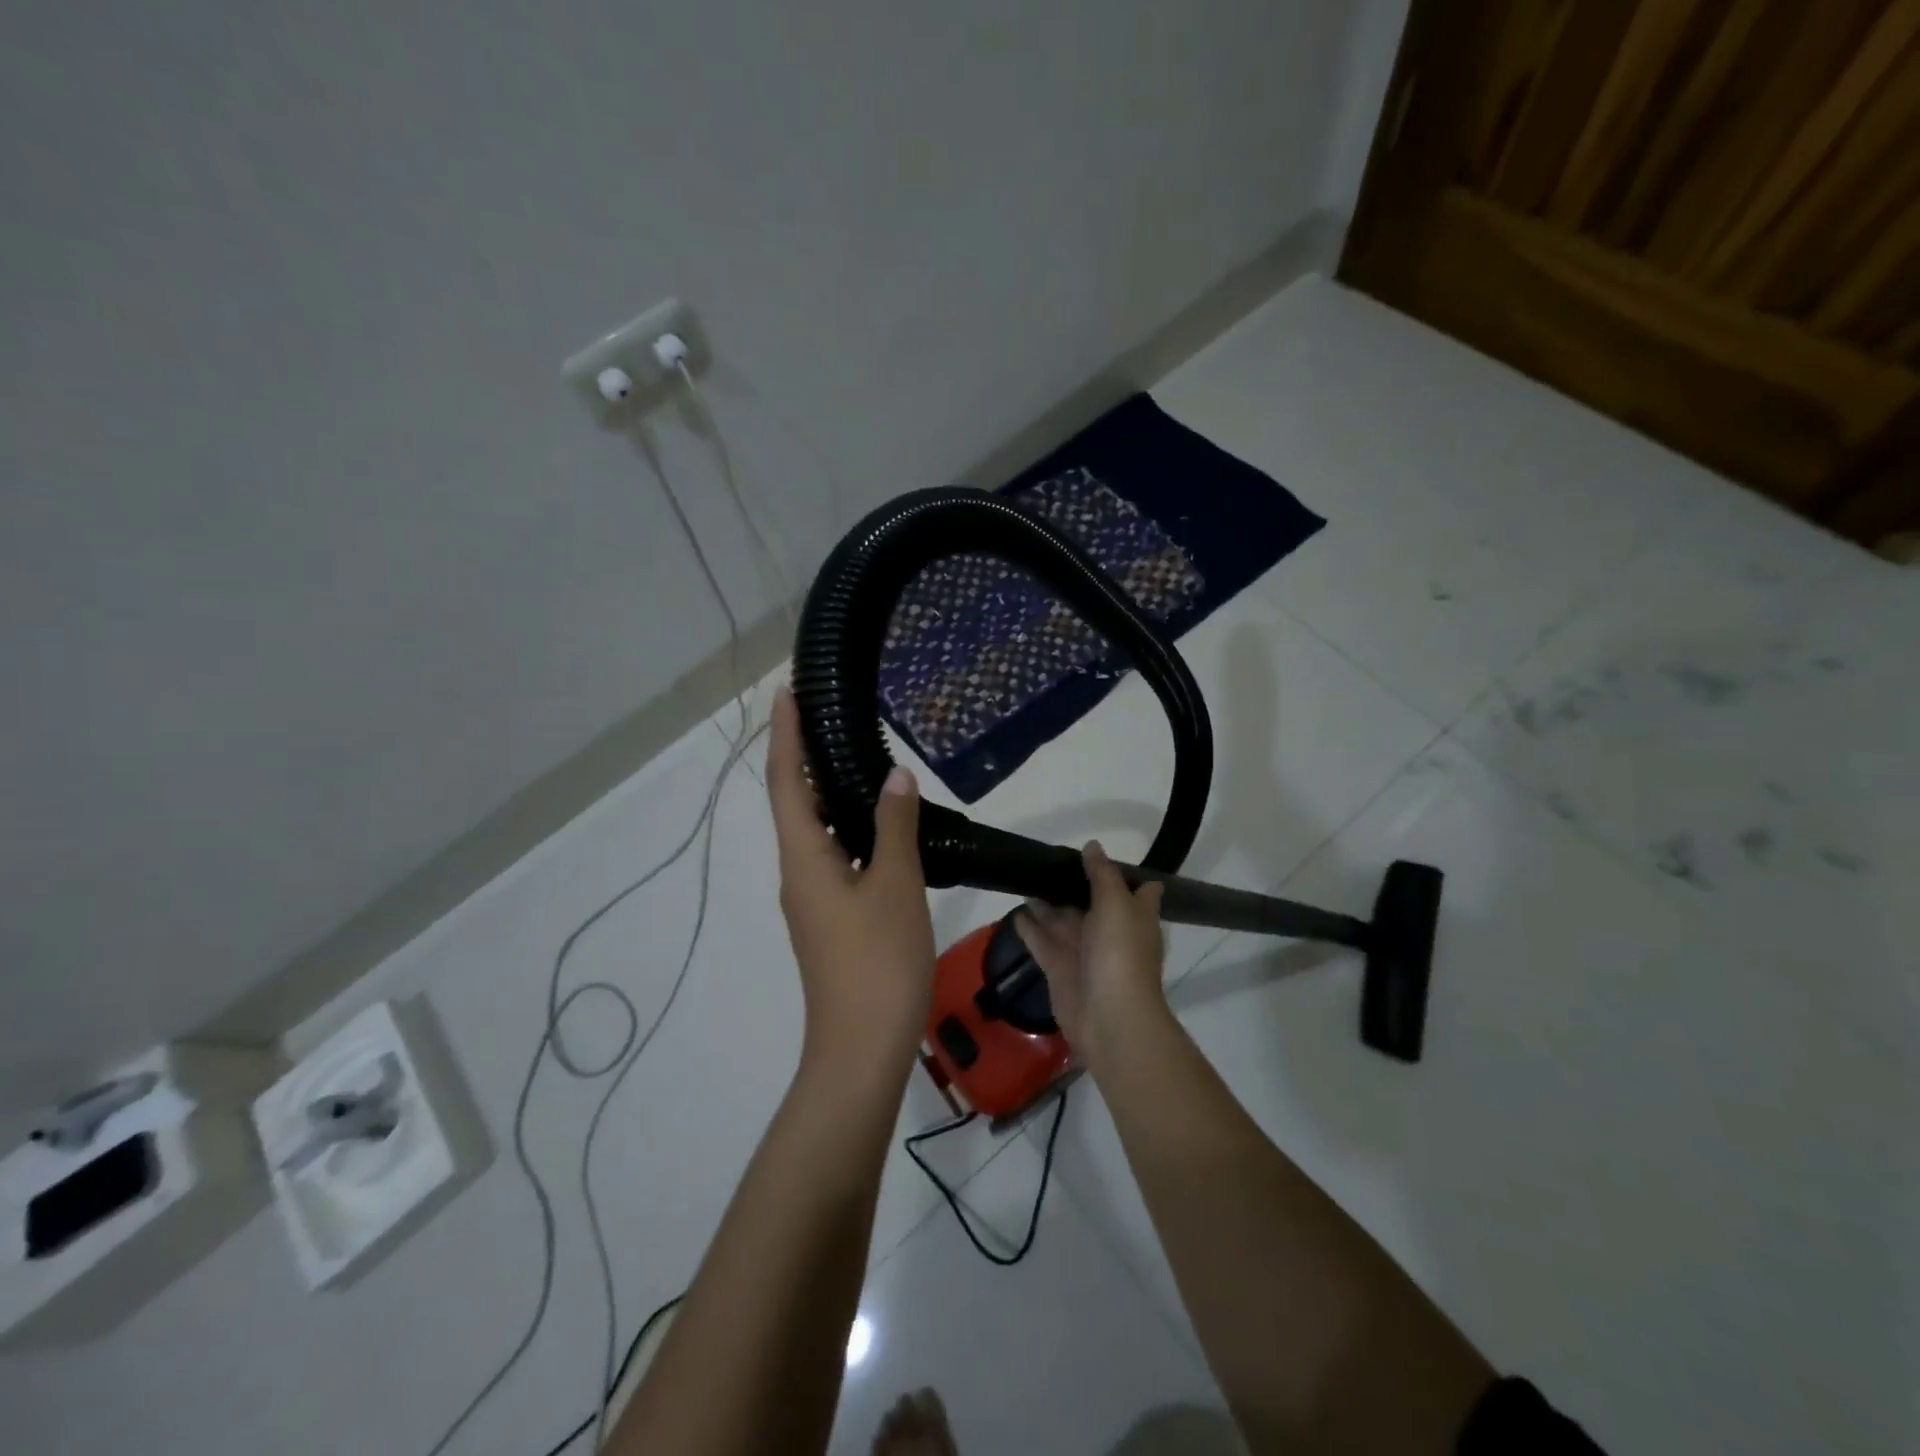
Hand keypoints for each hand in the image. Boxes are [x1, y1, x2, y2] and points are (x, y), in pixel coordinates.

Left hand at [767, 686, 934, 1089]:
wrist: (862, 1048)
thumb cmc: (877, 962)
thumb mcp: (894, 887)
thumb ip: (894, 827)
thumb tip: (895, 777)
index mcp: (804, 858)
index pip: (788, 781)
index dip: (786, 735)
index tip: (787, 691)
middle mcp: (798, 871)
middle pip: (794, 801)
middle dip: (802, 754)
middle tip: (824, 712)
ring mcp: (813, 897)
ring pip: (813, 828)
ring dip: (824, 788)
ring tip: (849, 752)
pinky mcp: (831, 916)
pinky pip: (832, 853)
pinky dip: (845, 823)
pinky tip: (874, 819)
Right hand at [1016, 841, 1169, 1068]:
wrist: (1109, 1017)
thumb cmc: (1120, 954)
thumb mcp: (1116, 904)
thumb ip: (1102, 874)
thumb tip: (1093, 846)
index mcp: (1134, 916)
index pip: (1138, 889)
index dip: (1124, 874)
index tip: (1101, 855)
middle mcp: (1112, 932)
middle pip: (1092, 903)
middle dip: (1073, 884)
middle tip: (1047, 860)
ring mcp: (1085, 953)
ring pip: (1064, 921)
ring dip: (1047, 904)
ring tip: (1025, 879)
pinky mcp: (1060, 970)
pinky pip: (1043, 943)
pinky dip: (1030, 929)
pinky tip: (1016, 912)